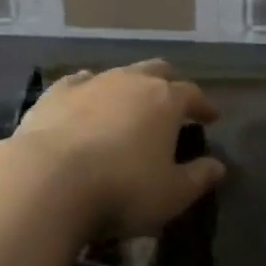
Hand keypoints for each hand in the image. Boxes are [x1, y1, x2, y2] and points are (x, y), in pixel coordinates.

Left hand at [12, 60, 224, 239]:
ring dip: (129, 87)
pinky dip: (89, 91)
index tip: (211, 117)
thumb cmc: (121, 189)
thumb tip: (218, 166)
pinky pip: (80, 83)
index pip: (192, 94)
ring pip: (119, 73)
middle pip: (158, 71)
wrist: (46, 181)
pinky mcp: (55, 94)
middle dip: (169, 84)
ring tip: (129, 106)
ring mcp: (91, 83)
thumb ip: (198, 178)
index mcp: (165, 100)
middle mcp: (131, 81)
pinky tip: (86, 101)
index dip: (203, 105)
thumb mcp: (171, 194)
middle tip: (172, 103)